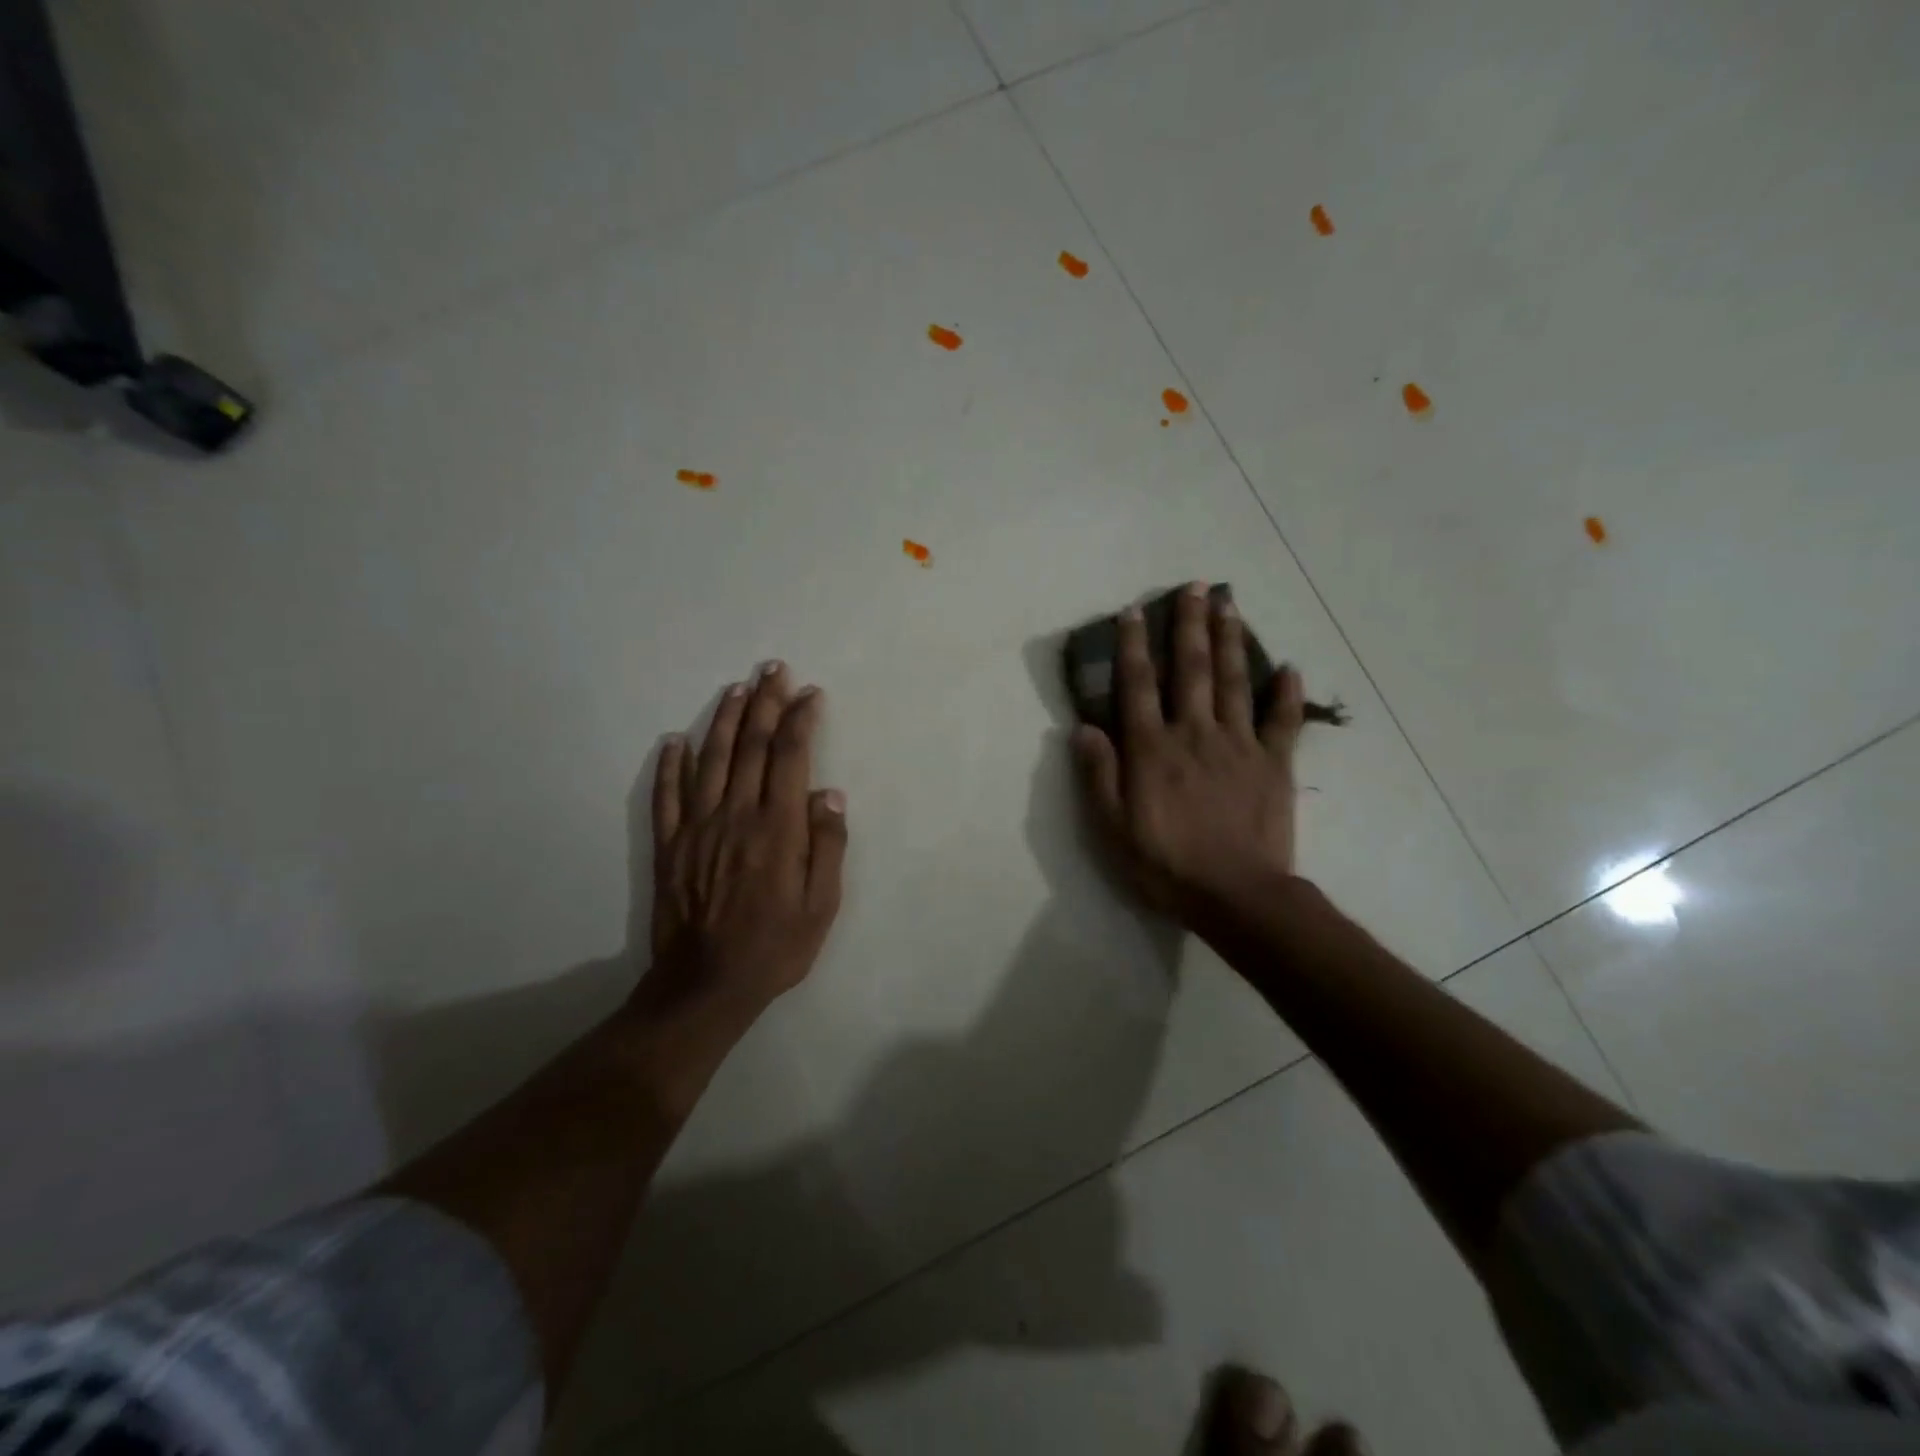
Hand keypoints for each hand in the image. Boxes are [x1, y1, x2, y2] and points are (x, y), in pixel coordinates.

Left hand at [638, 662, 847, 1027]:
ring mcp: (697, 828)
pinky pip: (666, 796)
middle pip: (751, 747)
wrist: (706, 985)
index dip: (801, 720)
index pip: (790, 757)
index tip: (810, 694)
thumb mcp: (821, 906)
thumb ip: (827, 846)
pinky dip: (670, 765)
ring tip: (737, 689)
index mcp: (777, 829)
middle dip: (765, 704)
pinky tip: (675, 740)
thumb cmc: (775, 947)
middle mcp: (736, 816)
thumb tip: (828, 793)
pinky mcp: (669, 846)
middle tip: (772, 669)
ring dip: (725, 720)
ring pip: (711, 760)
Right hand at [1071, 582, 1305, 926]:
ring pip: (1234, 681)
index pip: (1138, 685)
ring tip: (1230, 604)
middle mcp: (1194, 733)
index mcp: (1152, 749)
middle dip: (1190, 624)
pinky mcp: (1274, 764)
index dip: (1133, 645)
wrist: (1237, 896)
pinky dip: (1288, 693)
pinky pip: (1283, 721)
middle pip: (1191, 669)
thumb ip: (1098, 775)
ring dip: (1231, 640)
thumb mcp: (1112, 828)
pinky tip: (1290, 668)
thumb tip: (1083, 728)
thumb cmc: (1165, 865)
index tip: (1134, 610)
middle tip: (1194, 585)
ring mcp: (1239, 745)